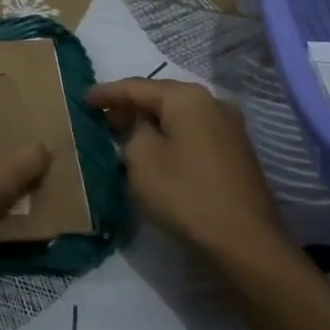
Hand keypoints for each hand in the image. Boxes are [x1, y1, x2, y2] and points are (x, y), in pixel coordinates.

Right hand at [86, 78, 287, 263]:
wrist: (245, 242)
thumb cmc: (186, 194)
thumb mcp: (141, 160)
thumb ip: (133, 132)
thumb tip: (142, 128)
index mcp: (187, 98)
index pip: (137, 87)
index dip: (107, 93)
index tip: (84, 99)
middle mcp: (212, 103)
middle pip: (161, 97)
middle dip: (131, 106)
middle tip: (103, 118)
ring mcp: (229, 127)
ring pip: (179, 116)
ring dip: (152, 123)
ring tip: (125, 134)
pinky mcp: (236, 152)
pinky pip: (193, 133)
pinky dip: (171, 136)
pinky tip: (157, 151)